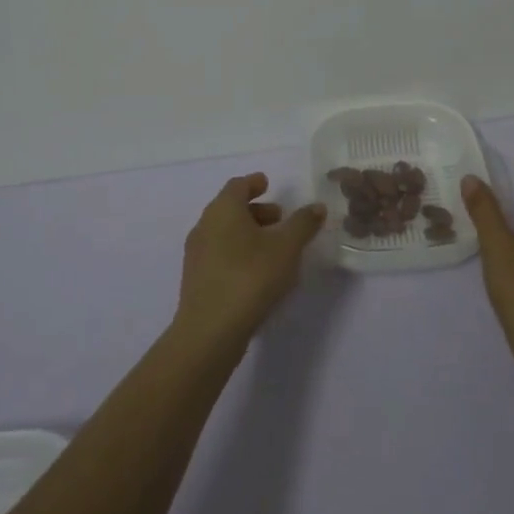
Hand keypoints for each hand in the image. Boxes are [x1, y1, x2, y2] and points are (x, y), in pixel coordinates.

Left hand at [175, 173, 326, 350]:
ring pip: (224, 232)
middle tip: (280, 217)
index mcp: (223, 210)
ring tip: (274, 247)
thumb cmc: (250, 277)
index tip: (267, 183)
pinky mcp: (196, 279)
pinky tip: (258, 271)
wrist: (210, 330)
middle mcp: (204, 226)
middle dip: (256, 210)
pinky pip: (220, 254)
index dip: (254, 183)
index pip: (237, 186)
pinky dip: (239, 252)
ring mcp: (197, 254)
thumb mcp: (286, 247)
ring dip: (248, 232)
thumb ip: (303, 224)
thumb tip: (316, 207)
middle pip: (230, 209)